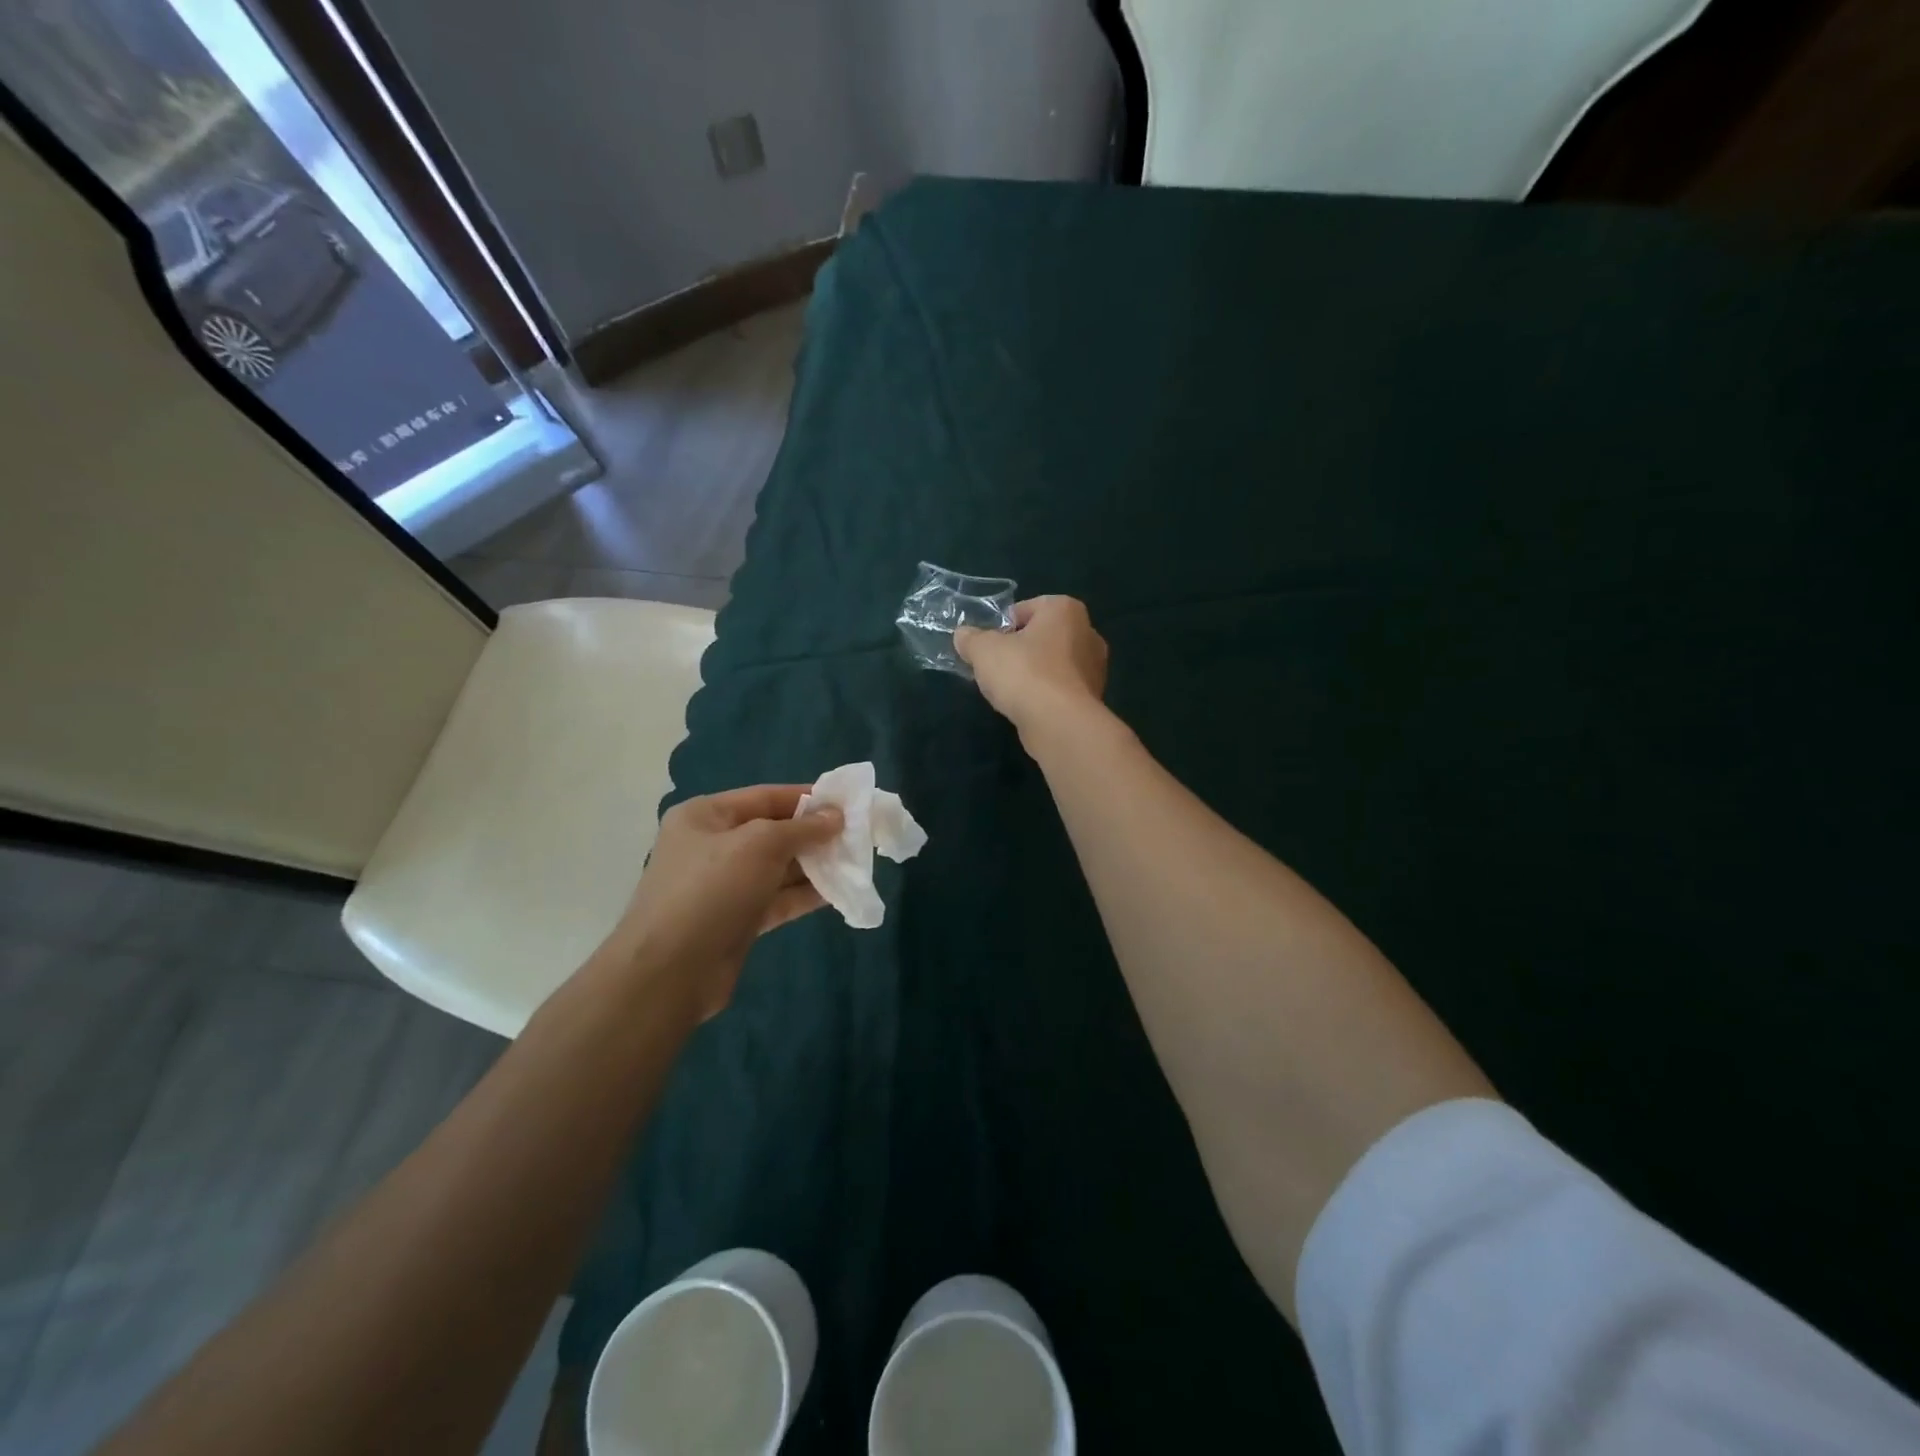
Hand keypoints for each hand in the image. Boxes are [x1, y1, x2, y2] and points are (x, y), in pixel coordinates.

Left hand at [603, 785, 842, 1022]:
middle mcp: (713, 846)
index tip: (846, 803)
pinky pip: (777, 899)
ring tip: (855, 863)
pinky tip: (838, 892)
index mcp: (705, 816)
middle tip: (857, 836)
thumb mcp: (759, 845)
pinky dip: (805, 895)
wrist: (669, 973)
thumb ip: (801, 828)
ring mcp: (724, 886)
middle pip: (773, 832)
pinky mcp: (737, 920)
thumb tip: (835, 817)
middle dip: (814, 834)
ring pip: (778, 868)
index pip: (765, 796)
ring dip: (815, 865)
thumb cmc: (711, 890)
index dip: (806, 798)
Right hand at [954, 596, 1108, 743]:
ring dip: (1032, 674)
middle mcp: (1087, 632)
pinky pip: (1060, 689)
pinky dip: (1045, 695)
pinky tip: (1028, 708)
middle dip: (1019, 650)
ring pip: (1052, 664)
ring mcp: (1095, 668)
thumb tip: (963, 635)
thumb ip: (971, 639)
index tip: (988, 647)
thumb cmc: (1024, 673)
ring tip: (1009, 691)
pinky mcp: (1093, 698)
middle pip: (1041, 636)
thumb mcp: (984, 650)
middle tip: (995, 668)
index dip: (1002, 626)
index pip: (1026, 609)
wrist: (1060, 723)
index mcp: (1065, 609)